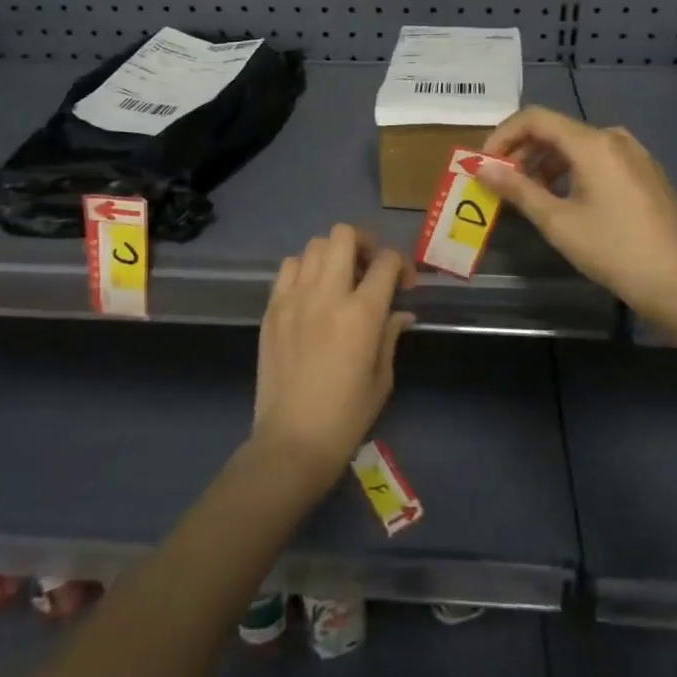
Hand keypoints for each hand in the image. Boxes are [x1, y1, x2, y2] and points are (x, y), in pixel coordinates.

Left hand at [252, 225, 414, 491]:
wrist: (291, 441)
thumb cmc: (346, 417)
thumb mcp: (382, 378)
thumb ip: (390, 335)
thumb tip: (401, 312)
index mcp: (362, 313)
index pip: (386, 261)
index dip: (401, 264)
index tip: (404, 284)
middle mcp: (327, 294)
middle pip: (344, 235)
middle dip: (364, 243)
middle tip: (369, 268)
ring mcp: (294, 298)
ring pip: (314, 245)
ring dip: (332, 255)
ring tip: (338, 279)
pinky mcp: (272, 308)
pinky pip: (288, 267)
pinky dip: (304, 269)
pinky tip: (311, 293)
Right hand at [479, 106, 676, 323]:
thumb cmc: (612, 250)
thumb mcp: (557, 222)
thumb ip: (517, 189)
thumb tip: (482, 168)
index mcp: (593, 143)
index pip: (535, 118)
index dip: (504, 135)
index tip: (486, 163)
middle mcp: (614, 138)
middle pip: (556, 130)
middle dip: (523, 151)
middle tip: (502, 181)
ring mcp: (635, 154)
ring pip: (578, 145)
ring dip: (546, 162)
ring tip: (529, 194)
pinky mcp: (646, 172)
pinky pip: (599, 158)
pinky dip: (572, 170)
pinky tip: (565, 199)